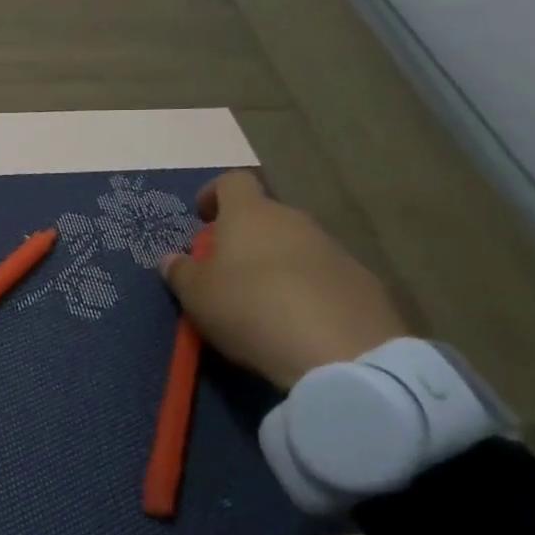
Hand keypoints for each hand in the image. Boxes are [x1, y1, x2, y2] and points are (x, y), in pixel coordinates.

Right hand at [161, 170, 408, 391]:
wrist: (341, 353)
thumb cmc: (251, 309)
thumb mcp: (197, 296)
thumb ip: (181, 272)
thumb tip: (171, 259)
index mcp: (251, 214)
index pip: (233, 181)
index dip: (214, 195)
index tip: (202, 218)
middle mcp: (295, 221)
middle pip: (266, 216)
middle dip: (246, 236)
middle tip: (228, 271)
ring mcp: (334, 250)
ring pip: (297, 246)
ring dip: (279, 264)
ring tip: (264, 303)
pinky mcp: (363, 283)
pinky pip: (325, 277)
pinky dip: (309, 290)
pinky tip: (300, 323)